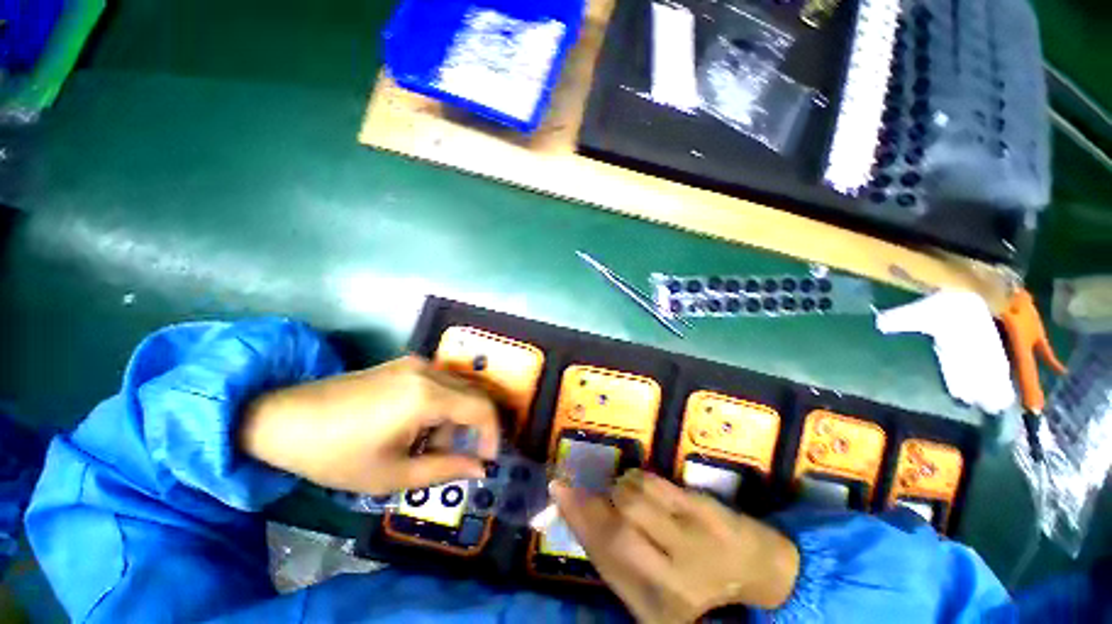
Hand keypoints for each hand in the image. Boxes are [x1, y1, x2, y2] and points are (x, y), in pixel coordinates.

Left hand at [239, 356, 500, 494]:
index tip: (487, 459)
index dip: (492, 434)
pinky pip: (440, 382)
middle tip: (457, 456)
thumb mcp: (392, 474)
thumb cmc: (335, 455)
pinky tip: (416, 425)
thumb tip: (481, 470)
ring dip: (455, 417)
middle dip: (474, 427)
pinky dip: (442, 405)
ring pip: (458, 389)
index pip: (481, 408)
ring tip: (427, 445)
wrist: (284, 419)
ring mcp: (416, 363)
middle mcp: (428, 371)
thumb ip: (444, 470)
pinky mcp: (404, 364)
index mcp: (426, 396)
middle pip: (474, 395)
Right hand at [552, 470, 799, 622]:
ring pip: (632, 498)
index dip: (578, 521)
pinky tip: (643, 489)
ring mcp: (693, 539)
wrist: (756, 567)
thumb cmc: (698, 586)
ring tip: (625, 497)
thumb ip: (615, 559)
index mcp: (659, 607)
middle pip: (616, 529)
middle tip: (574, 487)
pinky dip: (638, 479)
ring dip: (618, 489)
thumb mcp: (652, 592)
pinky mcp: (703, 508)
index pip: (606, 559)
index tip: (557, 491)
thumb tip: (579, 513)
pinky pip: (654, 483)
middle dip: (589, 503)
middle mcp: (675, 579)